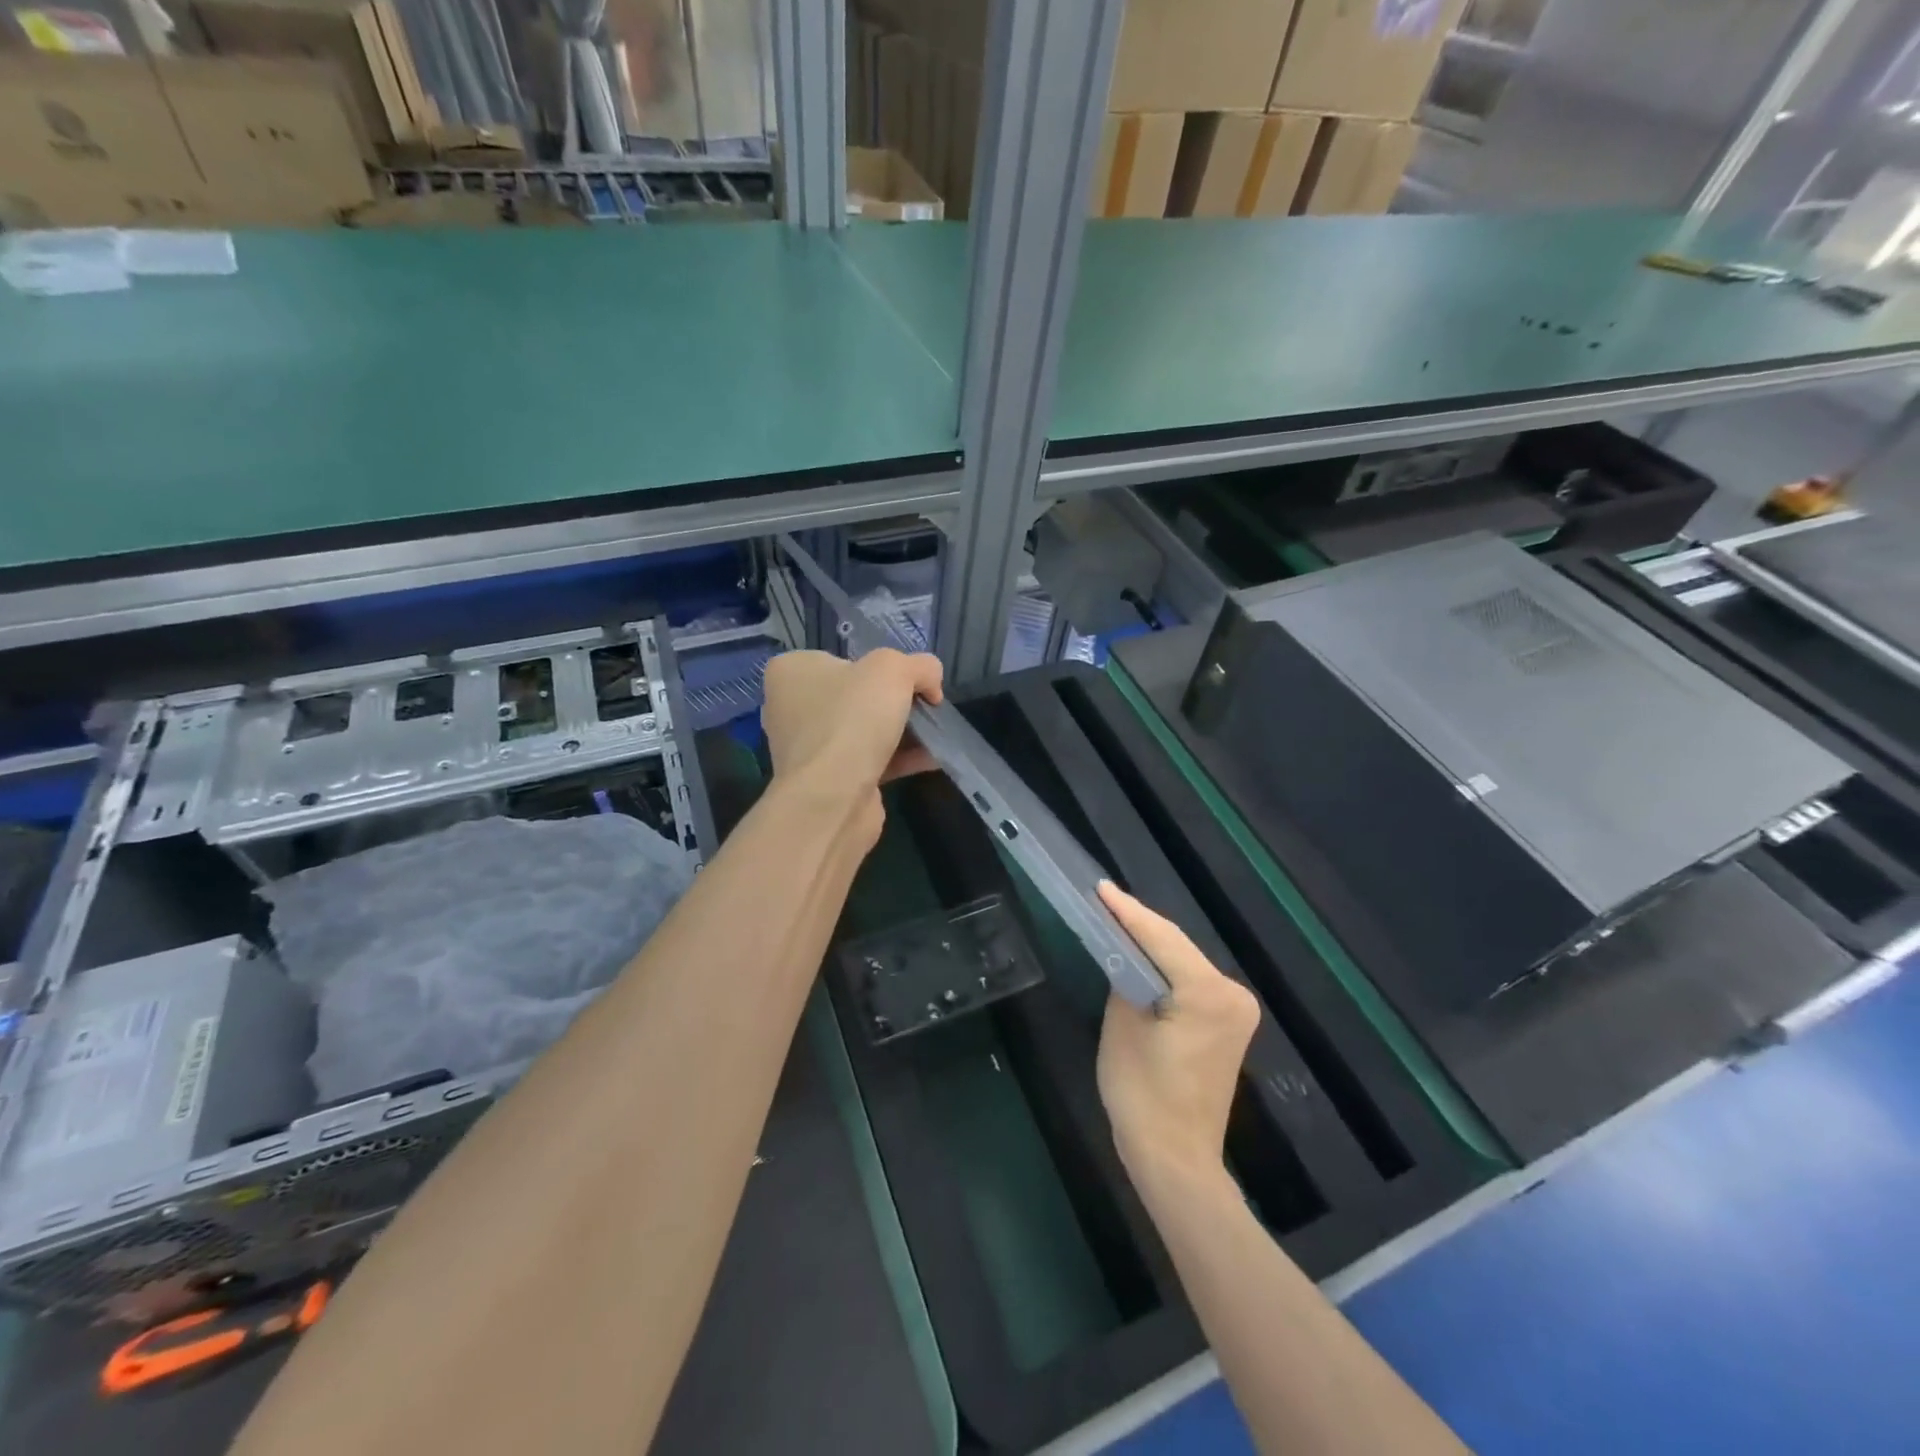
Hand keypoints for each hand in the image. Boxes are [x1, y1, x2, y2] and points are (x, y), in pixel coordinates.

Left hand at [762, 649, 944, 837]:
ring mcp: (809, 747)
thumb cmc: (852, 719)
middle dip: (895, 702)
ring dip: (903, 732)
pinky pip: (870, 761)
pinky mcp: (828, 780)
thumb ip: (919, 666)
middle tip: (925, 708)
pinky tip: (934, 758)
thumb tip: (931, 684)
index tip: (908, 682)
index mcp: (792, 671)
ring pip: (865, 730)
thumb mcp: (893, 669)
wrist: (833, 798)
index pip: (843, 659)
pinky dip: (901, 758)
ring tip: (938, 733)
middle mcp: (792, 707)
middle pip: (858, 696)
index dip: (881, 667)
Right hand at [1095, 882, 1259, 1188]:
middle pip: (1177, 947)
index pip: (1162, 939)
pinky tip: (1139, 954)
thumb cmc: (1143, 1095)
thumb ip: (1126, 977)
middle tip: (1102, 899)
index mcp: (1209, 994)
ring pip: (1184, 962)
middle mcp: (1232, 994)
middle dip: (1139, 924)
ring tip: (1114, 918)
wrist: (1176, 1160)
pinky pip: (1190, 982)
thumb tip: (1124, 953)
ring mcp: (1236, 1011)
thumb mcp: (1123, 1027)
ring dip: (1151, 945)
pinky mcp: (1227, 1024)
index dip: (1127, 911)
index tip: (1100, 887)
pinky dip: (1165, 968)